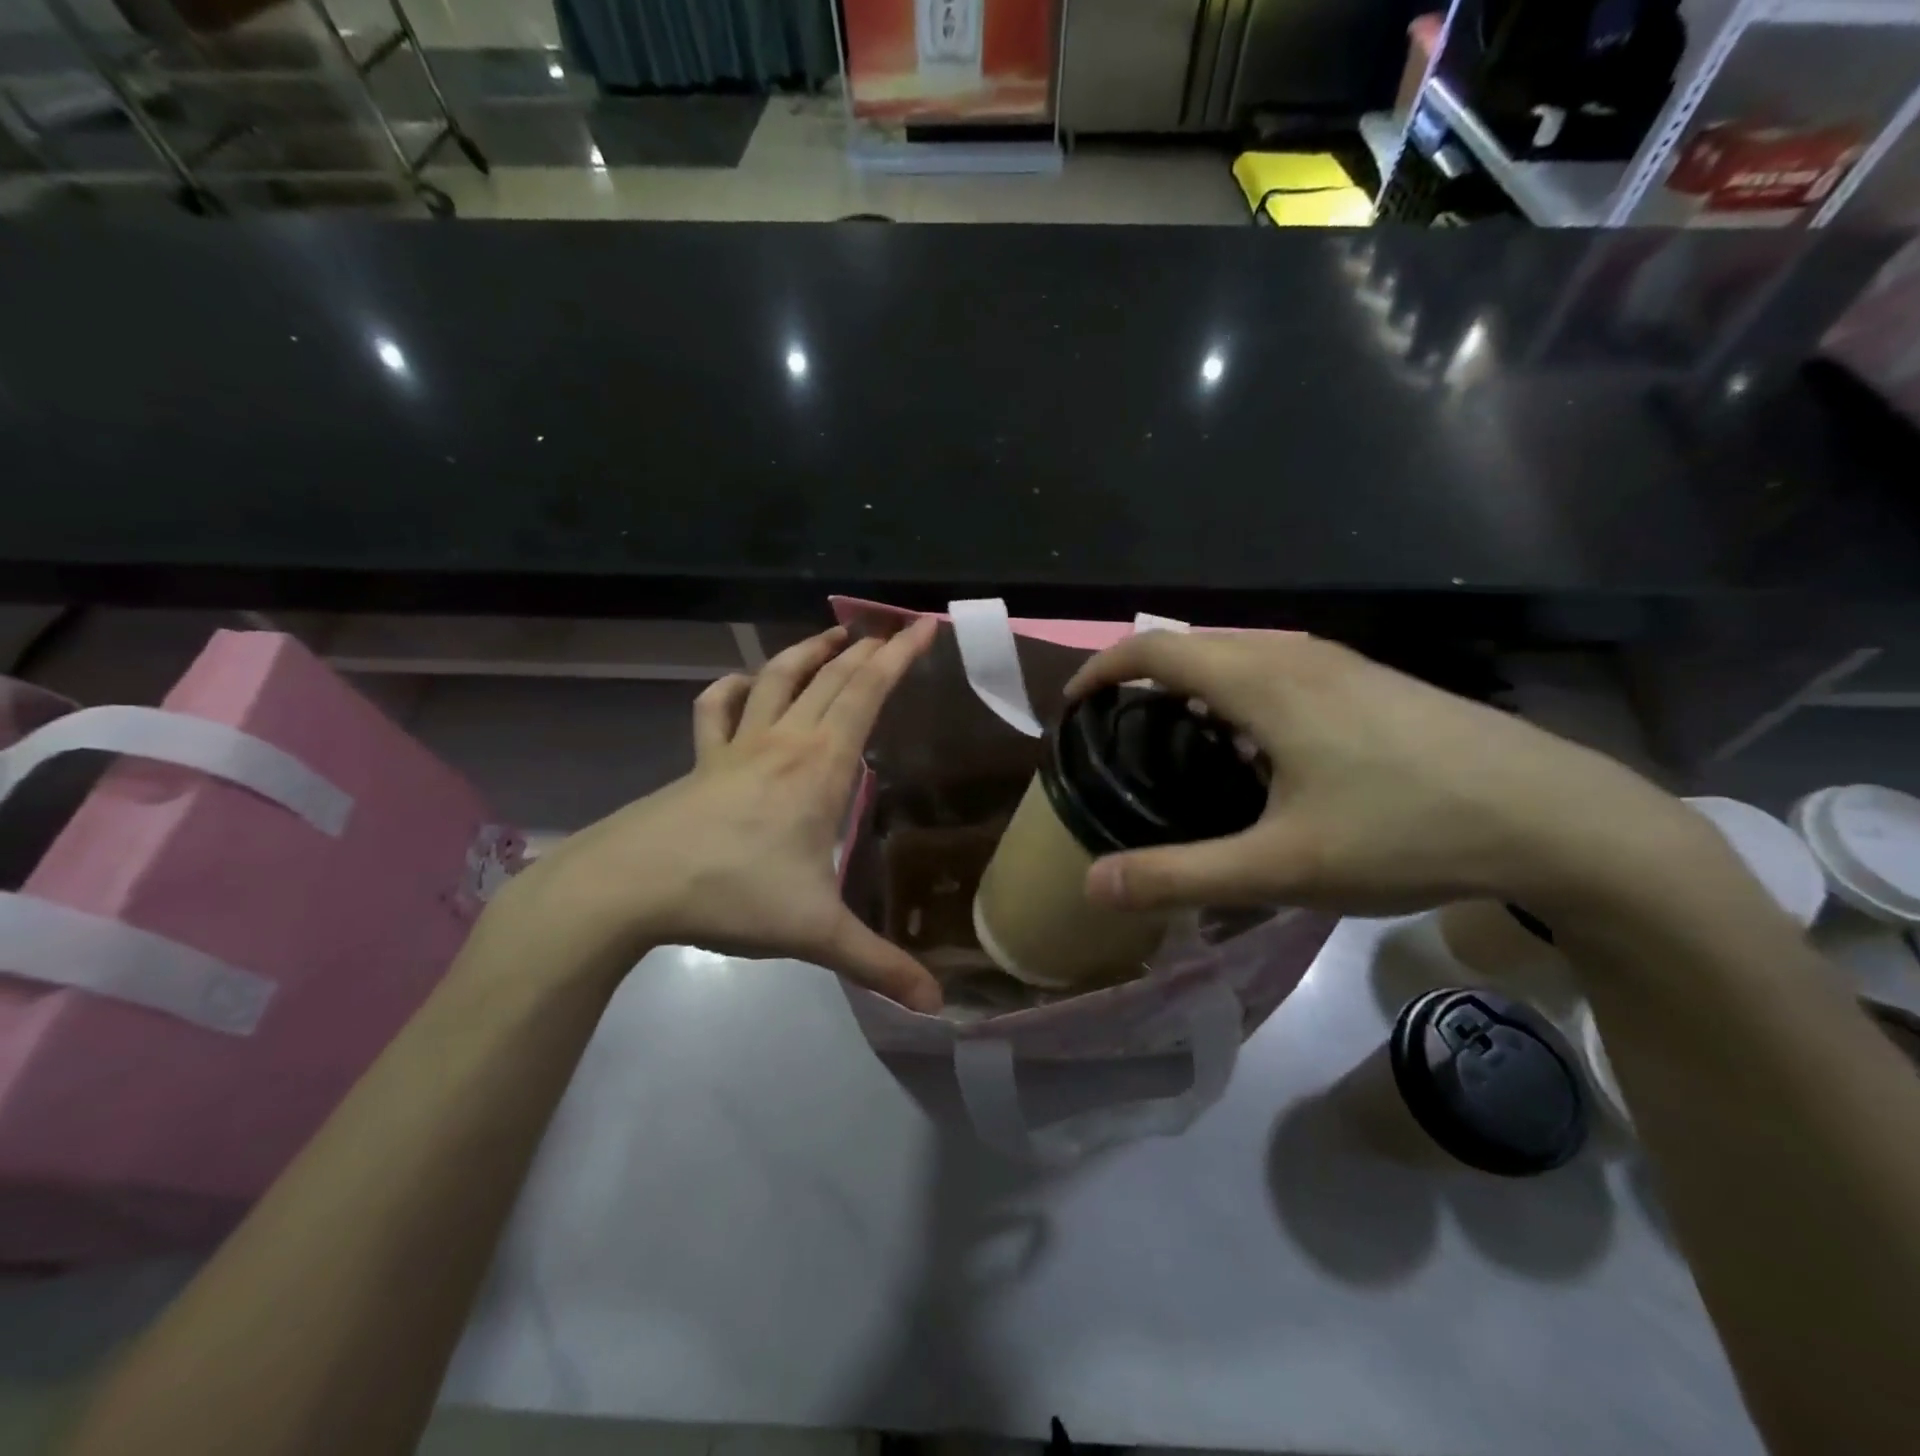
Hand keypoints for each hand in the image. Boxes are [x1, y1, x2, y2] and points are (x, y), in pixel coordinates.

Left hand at [501, 621, 942, 1011]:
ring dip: (809, 652)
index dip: (900, 656)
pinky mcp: (701, 760)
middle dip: (868, 647)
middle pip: (832, 677)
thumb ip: (877, 964)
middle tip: (894, 629)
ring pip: (778, 678)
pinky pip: (716, 709)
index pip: (868, 693)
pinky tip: (743, 685)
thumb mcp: (815, 932)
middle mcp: (785, 741)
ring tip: (835, 637)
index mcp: (822, 765)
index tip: (925, 626)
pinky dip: (733, 688)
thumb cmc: (732, 894)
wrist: (629, 886)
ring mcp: (737, 745)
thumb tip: (936, 1005)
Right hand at [1065, 631, 1715, 918]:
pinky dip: (1237, 696)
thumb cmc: (1409, 831)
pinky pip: (1277, 671)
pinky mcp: (1371, 682)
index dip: (1102, 669)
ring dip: (1193, 688)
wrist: (1560, 819)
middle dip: (1141, 681)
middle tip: (1117, 738)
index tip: (1073, 708)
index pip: (1155, 648)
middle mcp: (1295, 654)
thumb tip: (1094, 885)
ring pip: (1238, 657)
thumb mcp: (1283, 867)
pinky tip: (1259, 755)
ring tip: (1177, 747)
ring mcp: (1340, 663)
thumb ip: (1181, 875)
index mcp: (1263, 680)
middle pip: (1193, 646)